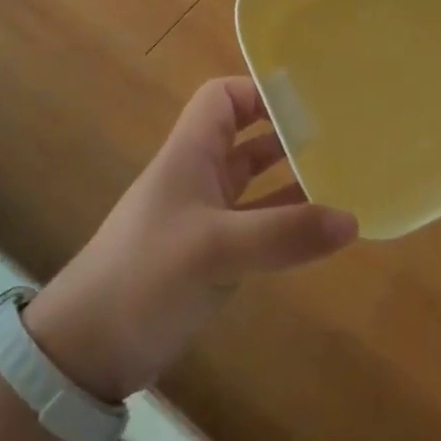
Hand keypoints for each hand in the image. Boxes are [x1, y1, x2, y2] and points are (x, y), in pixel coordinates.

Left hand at [25, 77, 357, 400]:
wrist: (88, 349)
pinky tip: (322, 230)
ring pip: (256, 183)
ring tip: (344, 178)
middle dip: (289, 134)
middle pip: (247, 138)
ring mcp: (206, 217)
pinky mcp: (213, 255)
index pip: (224, 98)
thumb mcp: (216, 249)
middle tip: (342, 138)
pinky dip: (287, 221)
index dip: (260, 92)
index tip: (308, 103)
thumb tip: (352, 220)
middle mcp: (199, 177)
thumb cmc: (145, 276)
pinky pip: (258, 224)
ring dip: (293, 178)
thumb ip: (284, 233)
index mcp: (190, 154)